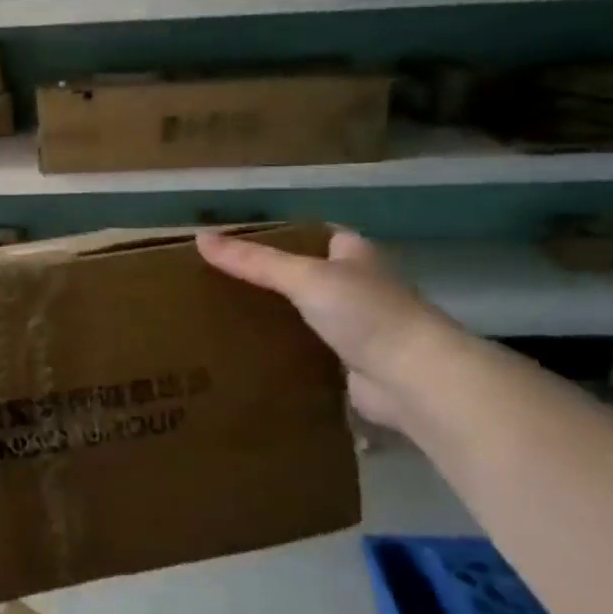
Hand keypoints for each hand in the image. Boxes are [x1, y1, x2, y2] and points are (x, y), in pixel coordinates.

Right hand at [196, 228, 456, 428]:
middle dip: (274, 281)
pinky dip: (287, 352)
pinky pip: (310, 351)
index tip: (241, 245)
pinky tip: (253, 355)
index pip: (317, 235)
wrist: (412, 378)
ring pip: (308, 315)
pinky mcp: (352, 363)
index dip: (283, 237)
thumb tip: (200, 238)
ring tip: (228, 319)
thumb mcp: (303, 277)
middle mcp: (360, 286)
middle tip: (224, 284)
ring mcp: (359, 327)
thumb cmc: (365, 313)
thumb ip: (254, 261)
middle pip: (309, 276)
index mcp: (355, 254)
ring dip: (280, 318)